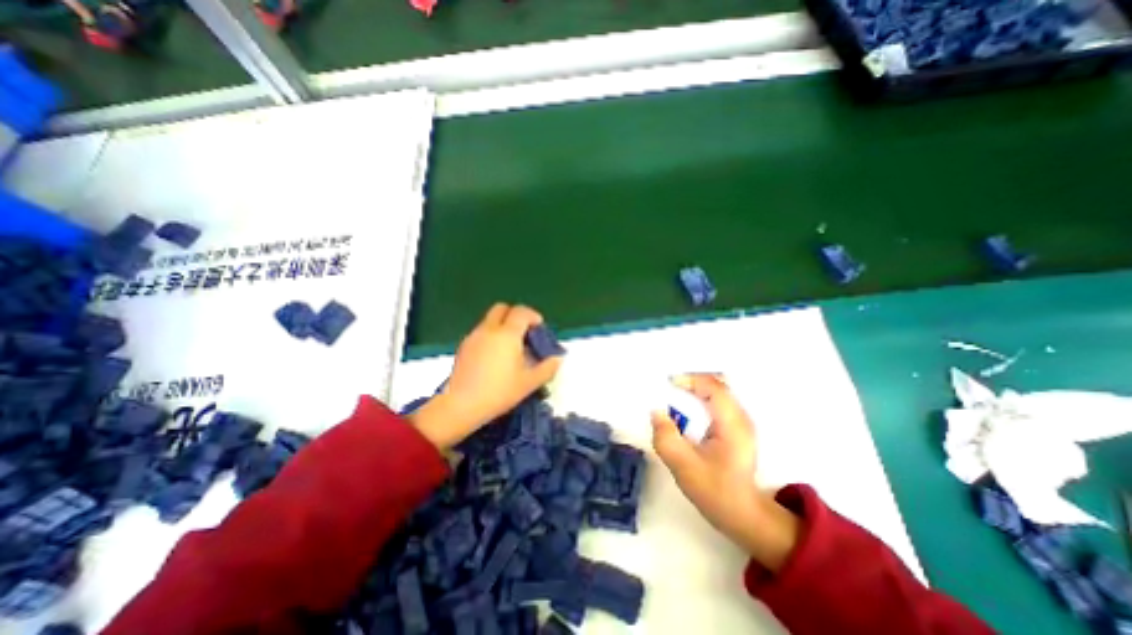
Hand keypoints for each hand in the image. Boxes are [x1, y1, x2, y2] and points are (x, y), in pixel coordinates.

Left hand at [411, 303, 560, 451]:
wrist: (460, 405)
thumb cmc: (499, 392)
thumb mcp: (529, 383)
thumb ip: (547, 368)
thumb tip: (557, 359)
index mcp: (507, 334)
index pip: (521, 312)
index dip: (533, 316)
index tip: (539, 329)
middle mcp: (489, 329)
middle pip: (502, 308)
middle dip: (515, 315)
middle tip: (523, 333)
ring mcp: (474, 336)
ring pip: (490, 320)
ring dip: (502, 325)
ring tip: (510, 347)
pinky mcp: (463, 346)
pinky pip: (481, 331)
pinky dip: (491, 335)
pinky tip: (494, 356)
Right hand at [650, 374, 797, 573]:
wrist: (743, 514)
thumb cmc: (715, 491)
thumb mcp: (683, 466)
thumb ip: (666, 437)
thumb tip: (656, 412)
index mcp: (732, 424)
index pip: (714, 387)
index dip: (690, 379)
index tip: (668, 382)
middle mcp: (741, 417)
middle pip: (718, 383)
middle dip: (692, 381)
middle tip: (669, 386)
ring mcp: (741, 422)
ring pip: (719, 391)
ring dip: (696, 388)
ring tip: (675, 394)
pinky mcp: (737, 427)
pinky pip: (719, 401)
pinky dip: (701, 397)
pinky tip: (688, 409)